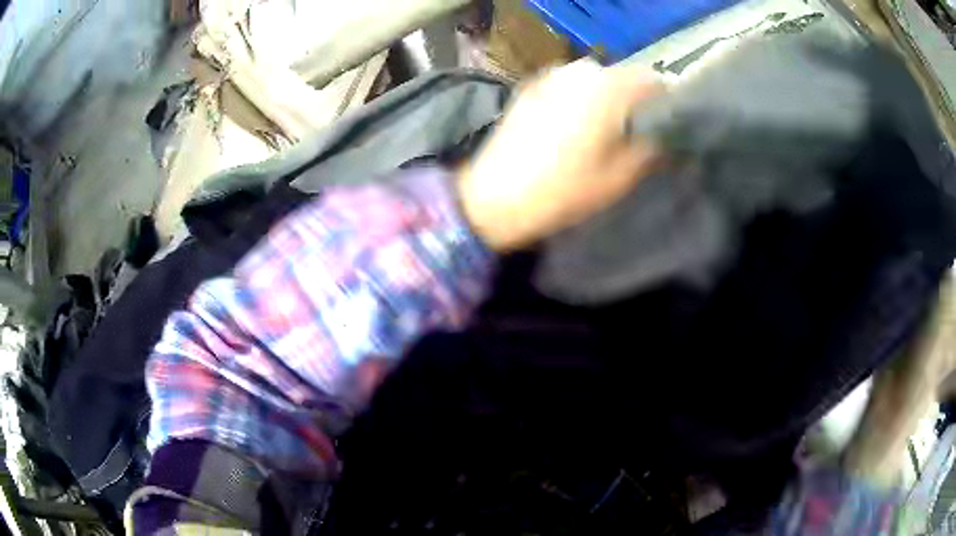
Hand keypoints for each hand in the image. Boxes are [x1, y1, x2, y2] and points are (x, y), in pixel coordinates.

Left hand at [458, 59, 663, 251]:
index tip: (669, 127)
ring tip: (606, 131)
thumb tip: (669, 139)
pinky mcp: (531, 87)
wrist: (494, 197)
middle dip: (635, 101)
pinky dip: (581, 99)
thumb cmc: (563, 190)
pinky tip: (574, 127)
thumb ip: (652, 150)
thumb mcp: (619, 177)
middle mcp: (580, 71)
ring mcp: (551, 75)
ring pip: (595, 80)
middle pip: (623, 77)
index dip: (666, 103)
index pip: (653, 82)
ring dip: (608, 99)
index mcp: (608, 87)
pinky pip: (569, 86)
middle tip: (638, 133)